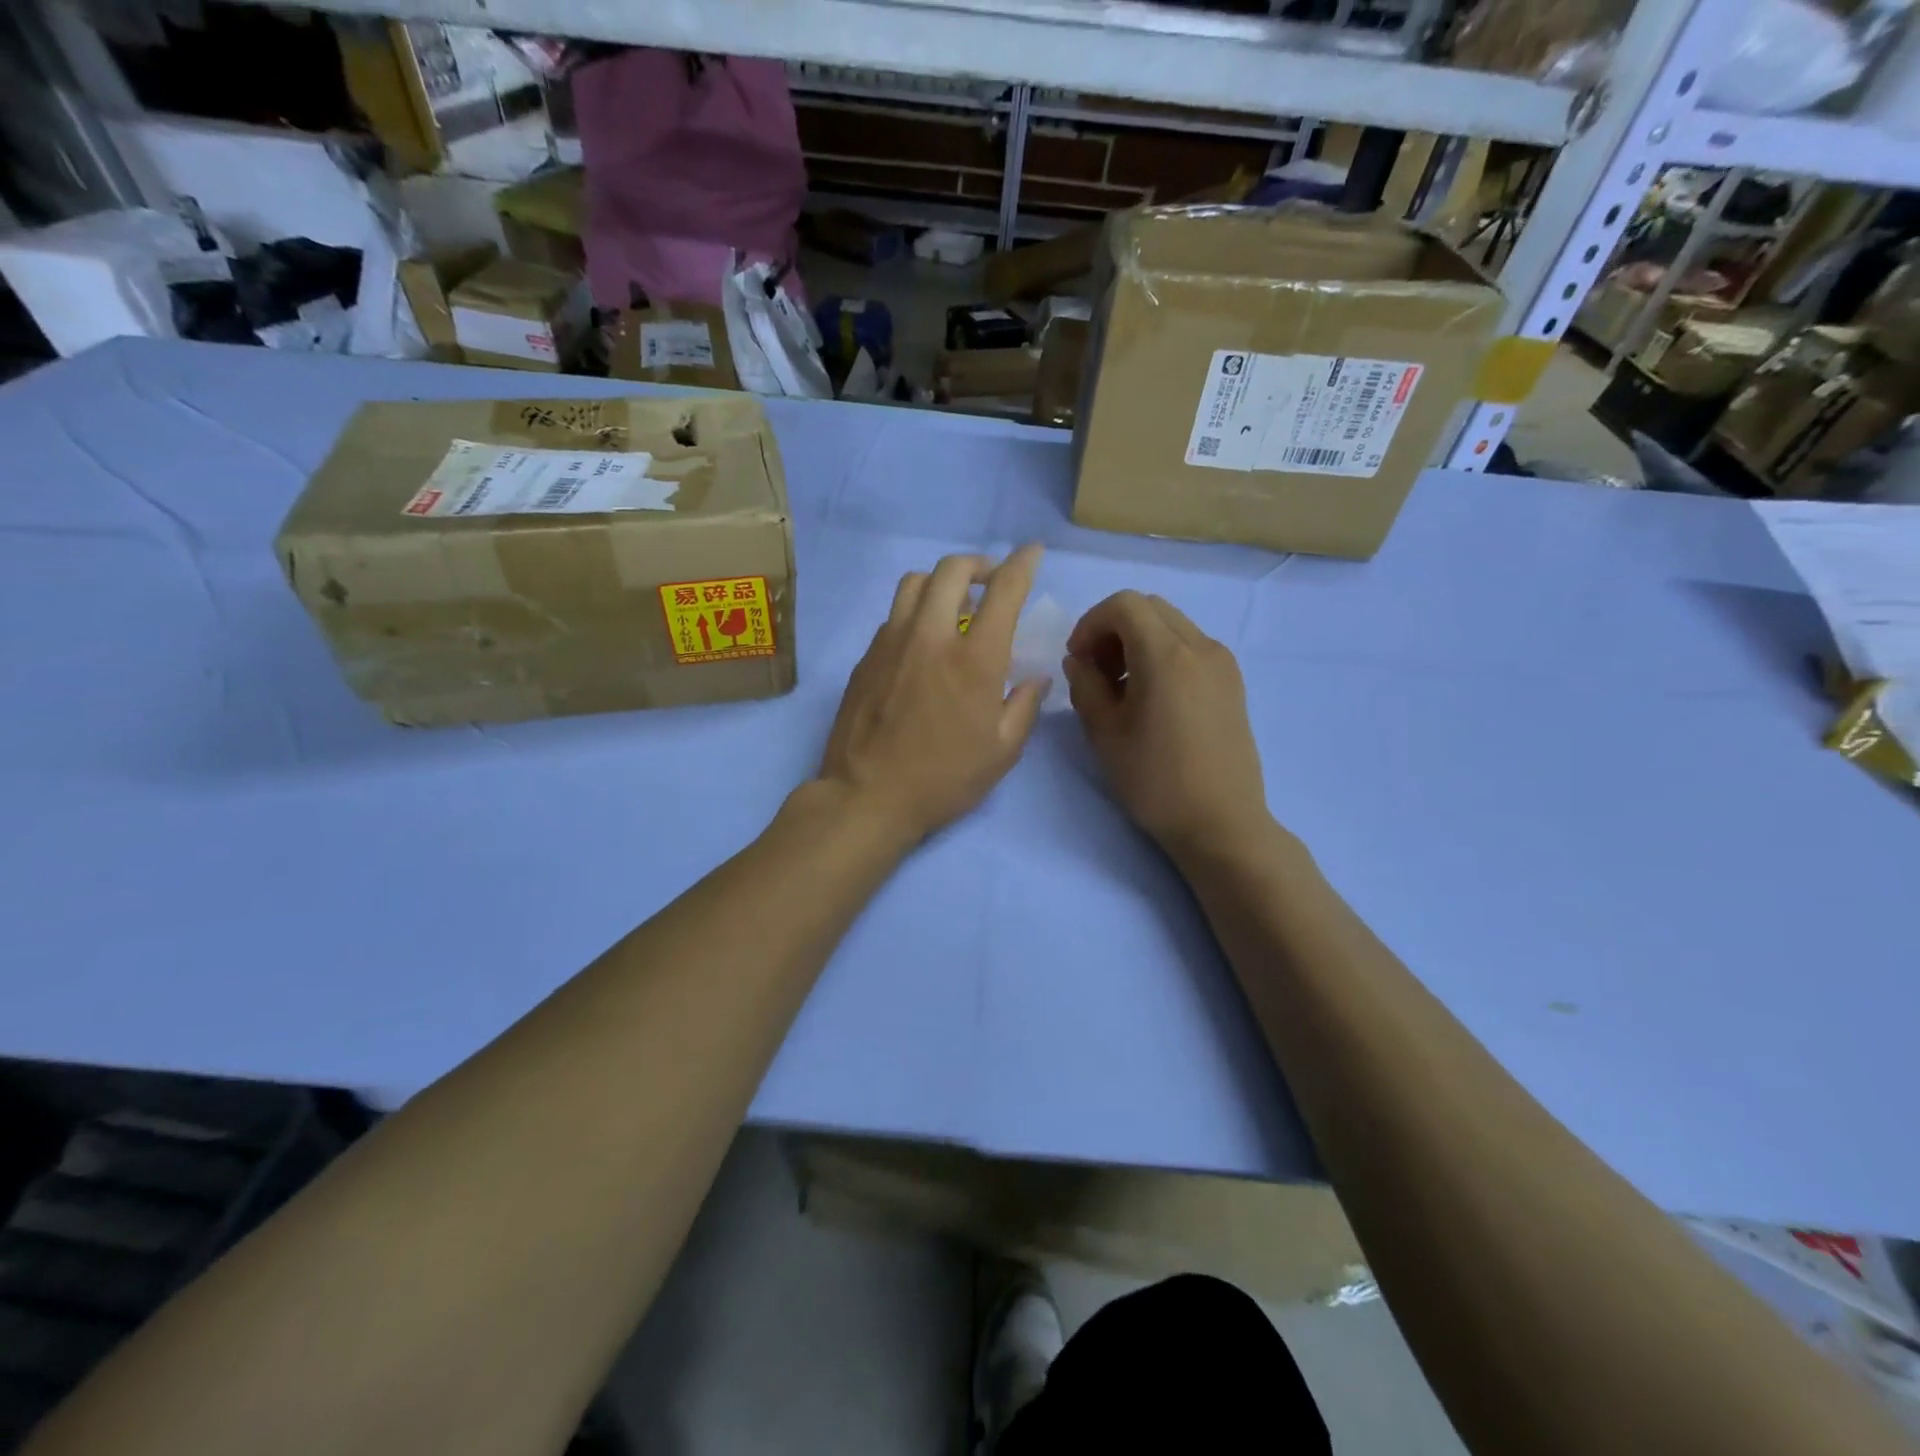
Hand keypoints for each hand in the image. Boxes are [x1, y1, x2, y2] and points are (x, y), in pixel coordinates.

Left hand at [817, 545, 1049, 843]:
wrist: (867, 796)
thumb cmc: (943, 779)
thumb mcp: (1001, 752)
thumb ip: (1024, 706)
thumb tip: (1036, 678)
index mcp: (974, 658)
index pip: (1003, 589)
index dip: (1022, 563)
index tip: (1032, 553)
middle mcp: (931, 636)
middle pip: (951, 569)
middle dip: (978, 564)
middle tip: (990, 582)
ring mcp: (891, 642)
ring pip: (914, 583)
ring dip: (940, 583)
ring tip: (952, 606)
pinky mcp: (866, 657)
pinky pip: (894, 616)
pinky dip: (915, 614)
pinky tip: (921, 644)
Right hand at [1062, 591, 1271, 857]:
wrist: (1221, 823)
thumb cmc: (1155, 782)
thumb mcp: (1104, 734)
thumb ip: (1085, 685)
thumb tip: (1080, 660)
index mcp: (1167, 655)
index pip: (1123, 605)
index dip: (1091, 624)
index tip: (1077, 660)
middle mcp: (1201, 646)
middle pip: (1149, 608)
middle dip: (1113, 629)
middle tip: (1096, 671)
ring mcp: (1222, 663)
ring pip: (1172, 624)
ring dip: (1138, 640)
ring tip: (1122, 687)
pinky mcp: (1233, 682)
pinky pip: (1191, 646)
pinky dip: (1163, 653)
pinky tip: (1153, 696)